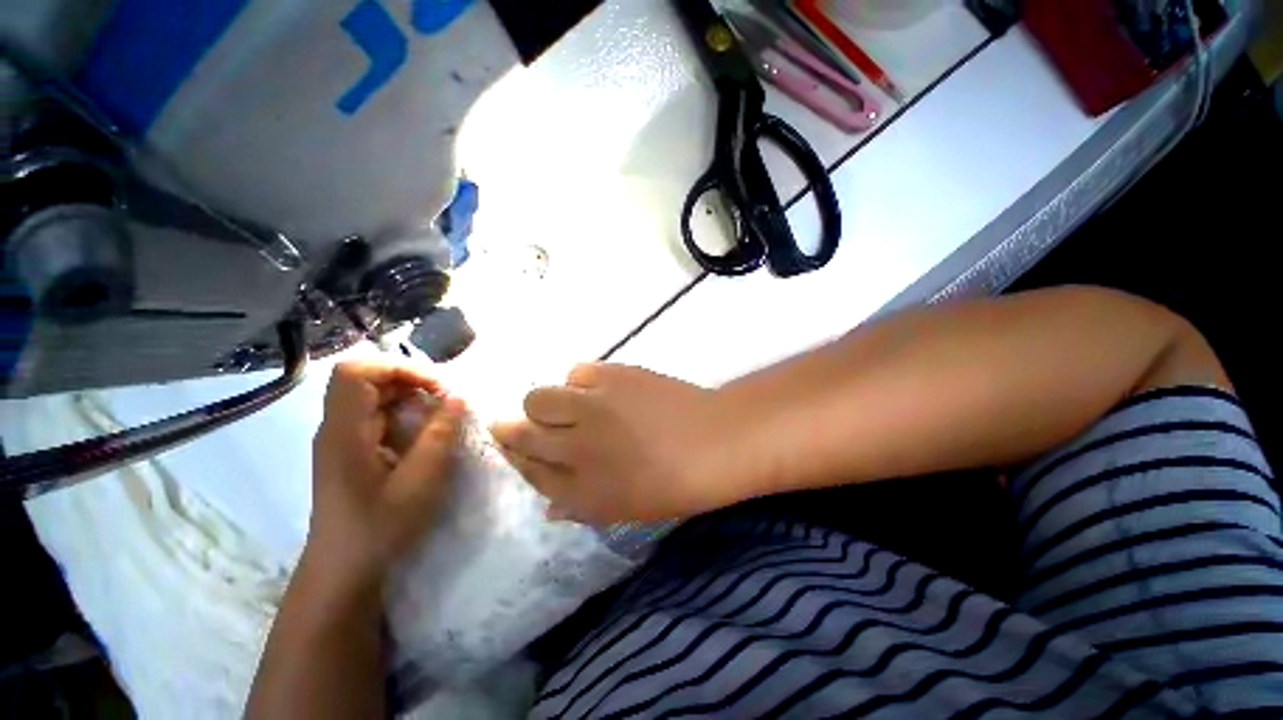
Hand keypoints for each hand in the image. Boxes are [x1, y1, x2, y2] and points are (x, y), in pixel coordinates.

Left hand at [307, 361, 465, 590]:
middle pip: (367, 379)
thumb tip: (459, 397)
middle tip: (446, 399)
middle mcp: (336, 427)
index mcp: (343, 432)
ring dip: (411, 396)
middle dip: (411, 380)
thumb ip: (439, 435)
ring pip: (374, 395)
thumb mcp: (419, 482)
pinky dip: (406, 413)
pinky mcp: (352, 449)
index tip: (435, 386)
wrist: (344, 569)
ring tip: (442, 413)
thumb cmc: (379, 528)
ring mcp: (342, 438)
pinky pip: (378, 415)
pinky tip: (426, 431)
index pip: (356, 372)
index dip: (397, 367)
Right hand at [490, 363, 755, 524]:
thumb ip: (581, 507)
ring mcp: (592, 408)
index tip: (512, 447)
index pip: (527, 471)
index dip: (515, 457)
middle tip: (528, 422)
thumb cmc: (676, 484)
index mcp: (580, 492)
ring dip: (546, 403)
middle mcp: (576, 449)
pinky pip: (575, 372)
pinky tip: (597, 389)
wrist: (716, 441)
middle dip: (513, 428)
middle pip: (520, 432)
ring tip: (569, 405)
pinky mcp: (611, 375)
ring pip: (539, 398)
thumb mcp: (625, 510)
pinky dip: (579, 381)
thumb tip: (549, 506)